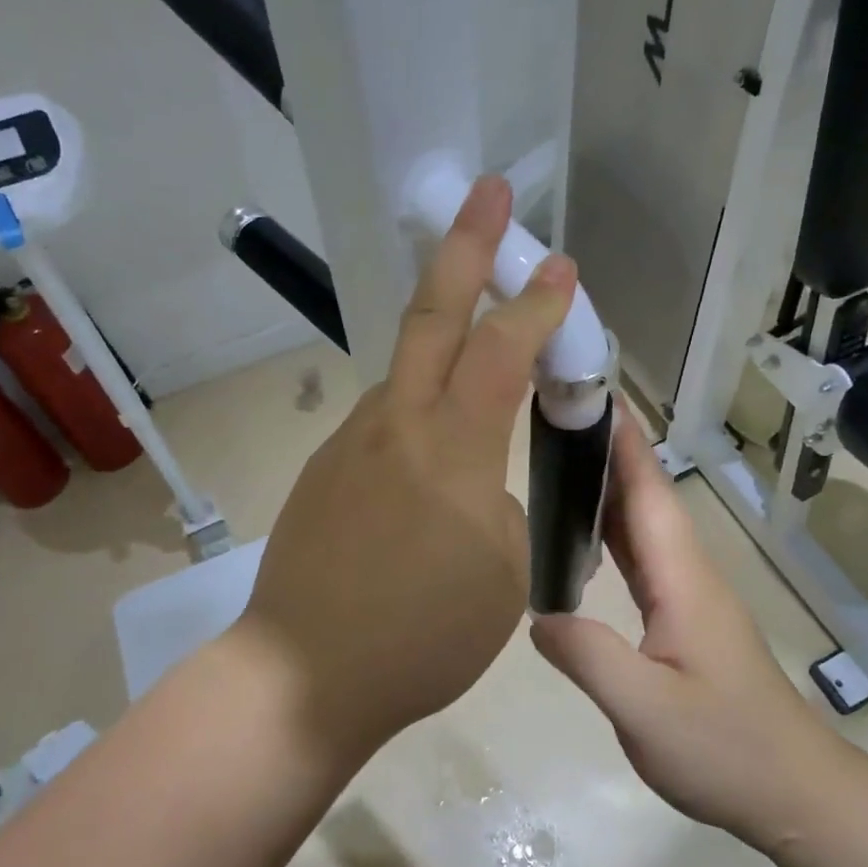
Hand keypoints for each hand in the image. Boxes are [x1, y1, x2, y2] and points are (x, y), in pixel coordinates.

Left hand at [240, 176, 575, 765]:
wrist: (305, 675)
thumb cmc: (422, 636)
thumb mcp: (505, 576)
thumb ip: (505, 507)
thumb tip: (487, 480)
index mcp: (453, 450)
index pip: (503, 351)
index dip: (537, 304)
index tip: (562, 268)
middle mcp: (397, 425)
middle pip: (432, 315)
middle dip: (467, 246)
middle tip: (489, 191)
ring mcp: (352, 443)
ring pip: (406, 368)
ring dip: (444, 333)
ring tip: (478, 334)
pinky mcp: (326, 469)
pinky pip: (385, 419)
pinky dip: (419, 406)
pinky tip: (431, 447)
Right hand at [531, 412, 842, 847]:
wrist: (793, 791)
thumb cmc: (725, 748)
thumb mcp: (646, 709)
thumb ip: (589, 657)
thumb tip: (537, 615)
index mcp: (682, 578)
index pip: (648, 492)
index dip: (620, 442)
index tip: (589, 395)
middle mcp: (688, 573)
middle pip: (645, 498)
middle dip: (605, 452)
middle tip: (554, 420)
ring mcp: (689, 597)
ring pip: (644, 526)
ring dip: (607, 488)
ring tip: (559, 462)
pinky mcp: (685, 619)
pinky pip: (642, 559)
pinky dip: (612, 533)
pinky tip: (583, 539)